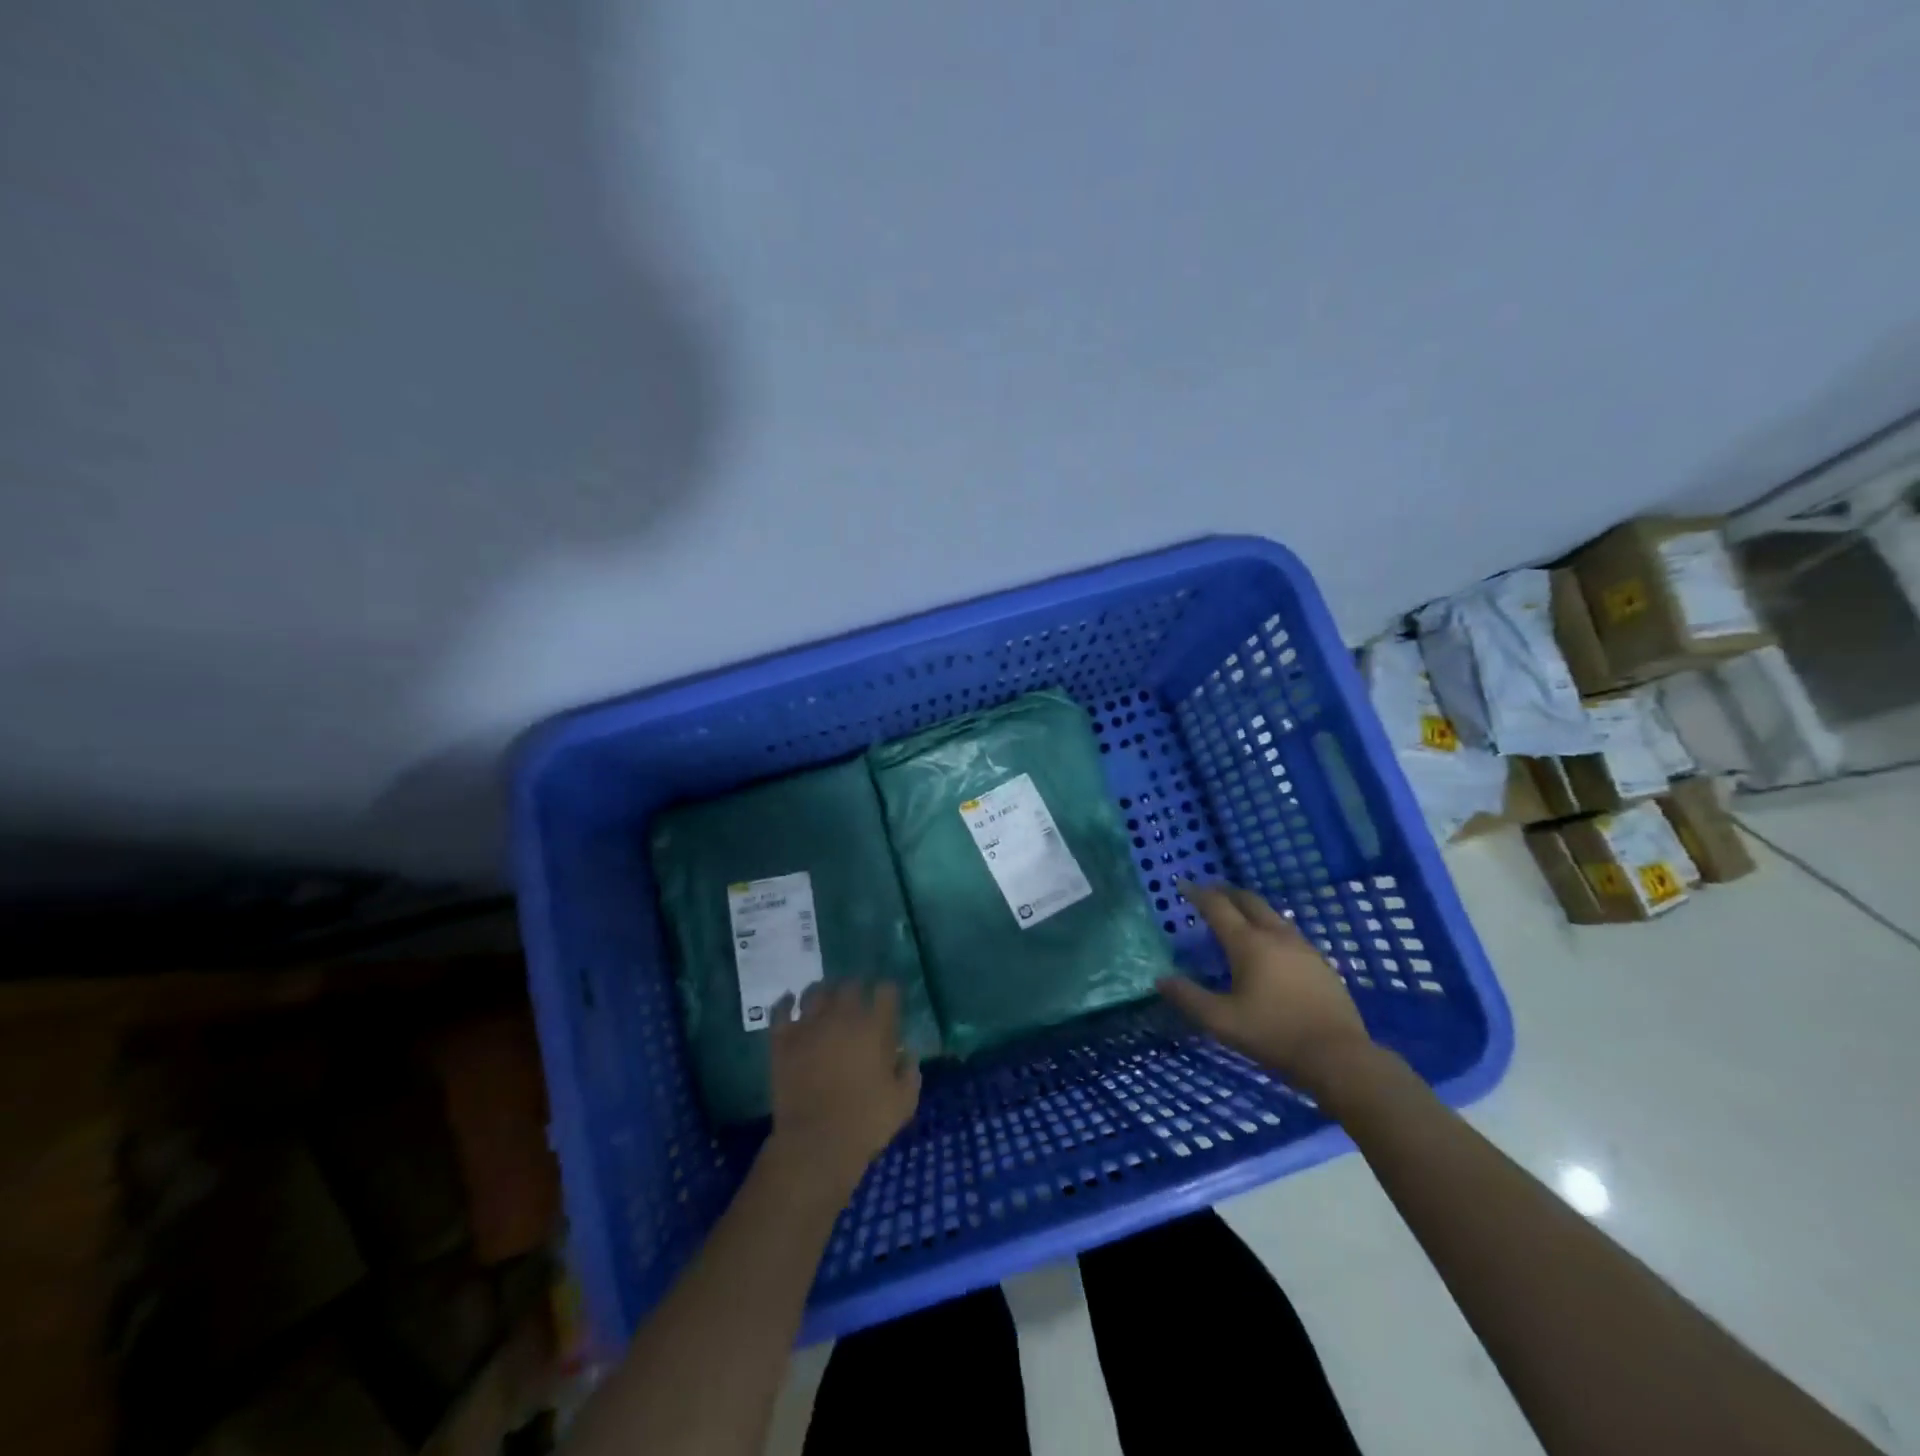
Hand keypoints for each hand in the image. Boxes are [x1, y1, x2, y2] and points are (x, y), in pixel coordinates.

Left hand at [766, 980, 919, 1197]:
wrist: (816, 1143)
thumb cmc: (866, 1122)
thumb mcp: (904, 1101)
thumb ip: (910, 1071)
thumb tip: (907, 1053)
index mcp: (874, 1026)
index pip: (885, 990)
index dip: (888, 993)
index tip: (888, 1002)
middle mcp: (842, 1016)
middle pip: (850, 985)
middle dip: (856, 989)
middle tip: (857, 1002)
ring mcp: (809, 1025)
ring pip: (815, 991)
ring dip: (823, 992)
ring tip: (825, 999)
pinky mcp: (783, 1040)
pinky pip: (781, 1010)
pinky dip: (786, 1003)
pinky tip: (790, 1002)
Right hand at [1157, 881, 1373, 1094]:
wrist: (1338, 1057)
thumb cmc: (1274, 1034)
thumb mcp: (1221, 1021)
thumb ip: (1189, 998)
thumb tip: (1161, 979)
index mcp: (1248, 943)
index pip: (1218, 907)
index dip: (1198, 894)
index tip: (1183, 885)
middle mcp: (1276, 936)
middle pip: (1249, 900)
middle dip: (1226, 892)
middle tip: (1209, 892)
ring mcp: (1303, 947)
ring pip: (1272, 914)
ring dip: (1250, 907)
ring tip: (1238, 915)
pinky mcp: (1321, 963)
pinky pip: (1288, 932)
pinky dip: (1270, 926)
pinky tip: (1270, 945)